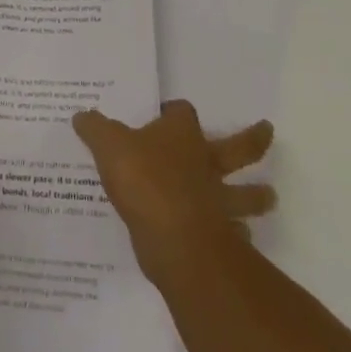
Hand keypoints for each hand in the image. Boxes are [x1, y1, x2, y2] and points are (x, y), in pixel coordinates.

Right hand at [72, 101, 275, 284]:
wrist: (174, 237)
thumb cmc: (143, 179)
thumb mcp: (108, 146)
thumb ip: (95, 129)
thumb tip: (81, 115)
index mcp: (181, 135)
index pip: (182, 112)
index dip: (175, 111)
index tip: (167, 112)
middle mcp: (206, 162)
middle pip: (238, 147)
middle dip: (253, 140)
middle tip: (268, 132)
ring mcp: (218, 200)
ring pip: (246, 195)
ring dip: (258, 196)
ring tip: (269, 197)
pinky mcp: (220, 236)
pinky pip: (236, 235)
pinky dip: (239, 237)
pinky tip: (238, 240)